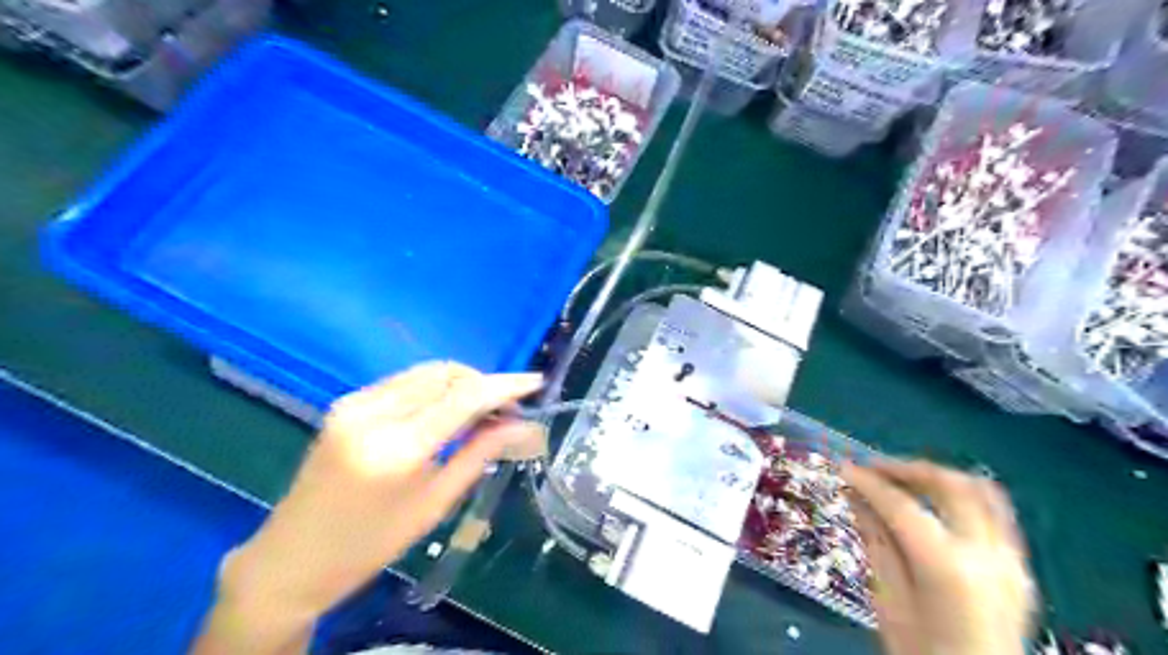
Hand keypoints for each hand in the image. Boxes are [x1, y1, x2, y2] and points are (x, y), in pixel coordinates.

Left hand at [198, 360, 545, 650]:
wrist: (291, 559)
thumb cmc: (370, 544)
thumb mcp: (435, 503)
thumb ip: (480, 454)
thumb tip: (525, 427)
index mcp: (396, 447)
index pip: (463, 397)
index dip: (504, 385)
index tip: (535, 382)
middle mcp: (372, 412)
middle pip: (445, 374)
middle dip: (483, 383)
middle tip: (508, 409)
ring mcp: (354, 402)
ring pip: (425, 372)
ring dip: (460, 383)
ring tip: (483, 411)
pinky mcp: (346, 402)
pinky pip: (404, 382)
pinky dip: (434, 388)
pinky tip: (447, 411)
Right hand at [846, 461, 1034, 654]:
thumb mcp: (888, 601)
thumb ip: (876, 542)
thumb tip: (855, 496)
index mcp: (948, 568)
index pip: (901, 505)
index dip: (868, 482)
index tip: (843, 468)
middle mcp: (987, 554)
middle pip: (948, 485)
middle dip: (905, 469)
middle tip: (871, 469)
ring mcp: (1011, 560)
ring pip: (979, 491)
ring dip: (936, 477)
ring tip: (902, 480)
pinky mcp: (1019, 568)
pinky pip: (993, 512)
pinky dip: (960, 497)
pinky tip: (934, 505)